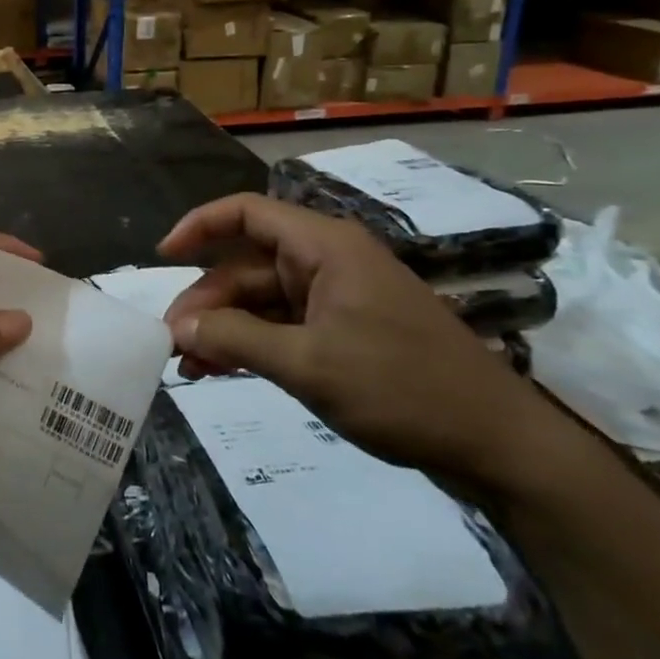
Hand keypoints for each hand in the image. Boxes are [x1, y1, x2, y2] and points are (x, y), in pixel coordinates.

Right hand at [158, 194, 565, 492]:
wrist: (497, 446)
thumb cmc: (403, 389)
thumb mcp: (308, 365)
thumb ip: (235, 339)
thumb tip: (176, 328)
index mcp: (324, 247)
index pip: (246, 212)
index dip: (199, 226)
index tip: (162, 256)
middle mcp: (327, 261)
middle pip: (246, 265)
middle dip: (206, 301)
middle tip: (172, 343)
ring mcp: (337, 297)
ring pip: (261, 300)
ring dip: (223, 328)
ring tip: (188, 366)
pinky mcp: (345, 330)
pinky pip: (282, 325)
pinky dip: (251, 344)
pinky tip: (221, 370)